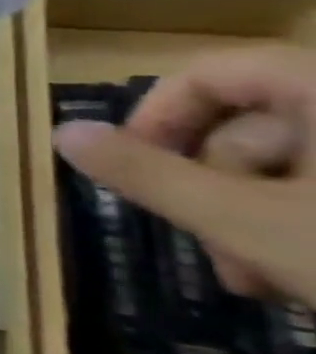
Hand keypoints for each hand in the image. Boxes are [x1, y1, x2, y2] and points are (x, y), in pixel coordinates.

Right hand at [52, 44, 315, 303]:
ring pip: (299, 168)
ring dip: (256, 220)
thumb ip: (147, 174)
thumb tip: (62, 132)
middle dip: (215, 191)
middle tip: (209, 253)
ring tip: (260, 281)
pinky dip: (307, 228)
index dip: (158, 114)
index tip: (131, 166)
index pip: (216, 72)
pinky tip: (305, 276)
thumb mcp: (248, 222)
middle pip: (255, 128)